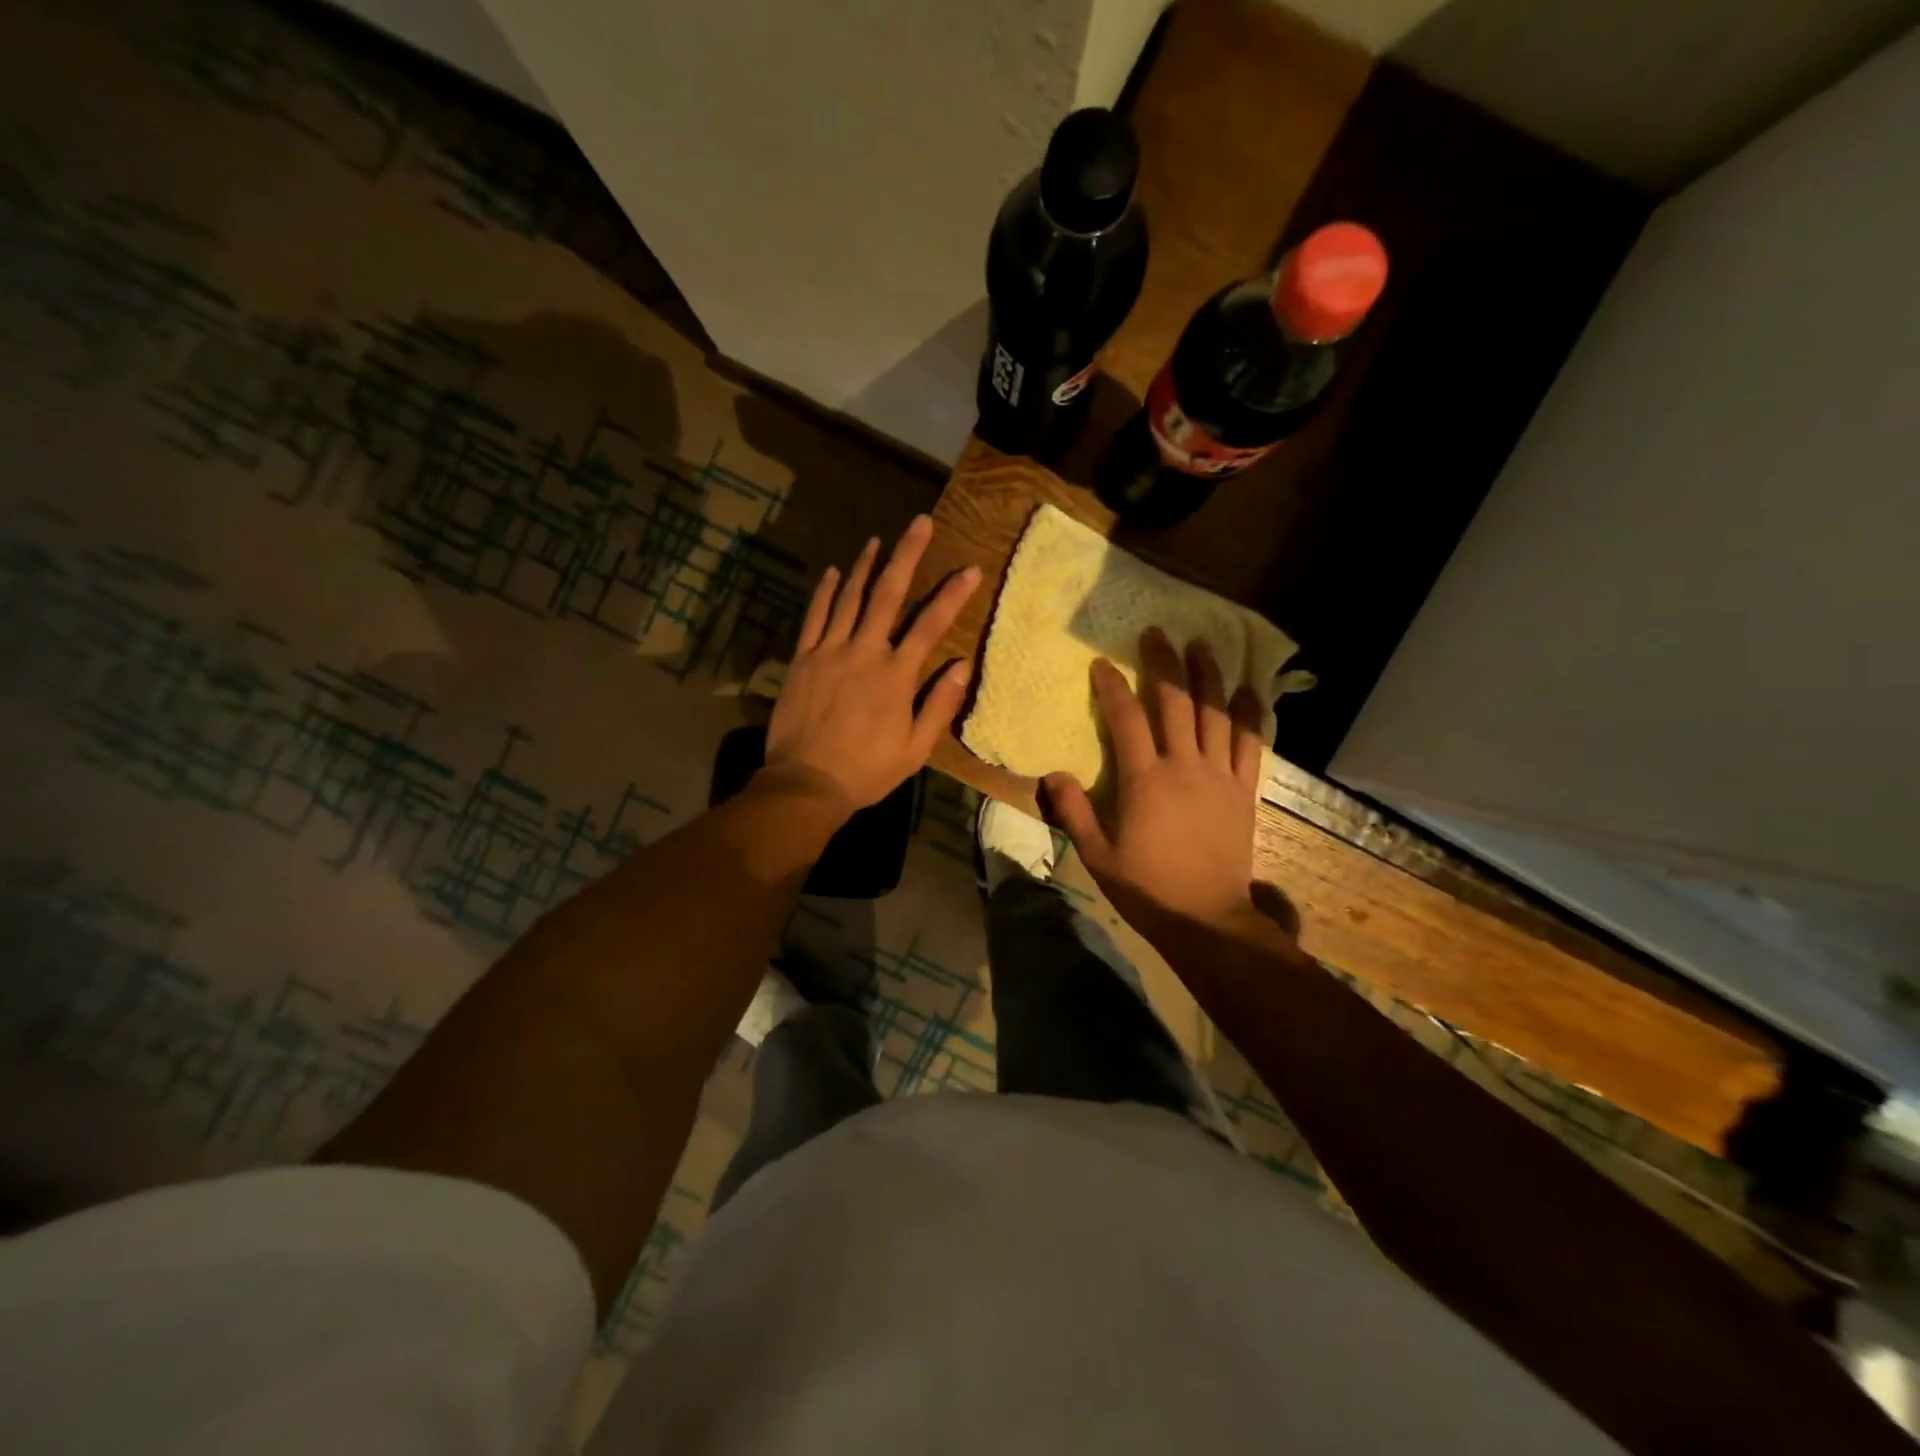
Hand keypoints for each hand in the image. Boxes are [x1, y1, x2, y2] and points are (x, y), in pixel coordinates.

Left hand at [761, 516, 980, 818]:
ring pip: (849, 598)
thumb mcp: (914, 749)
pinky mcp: (802, 659)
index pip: (931, 625)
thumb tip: (963, 666)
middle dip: (907, 555)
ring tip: (878, 540)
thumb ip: (938, 705)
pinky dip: (824, 592)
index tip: (970, 569)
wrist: (806, 782)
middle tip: (919, 523)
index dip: (952, 595)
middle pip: (889, 595)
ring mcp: (829, 651)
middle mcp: (864, 652)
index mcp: (896, 675)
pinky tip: (831, 572)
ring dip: (865, 566)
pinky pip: (814, 617)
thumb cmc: (866, 770)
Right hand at [1043, 628, 1277, 948]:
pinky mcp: (1243, 790)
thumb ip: (1074, 811)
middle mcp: (1184, 766)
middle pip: (1175, 703)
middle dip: (1164, 663)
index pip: (1127, 719)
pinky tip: (1248, 690)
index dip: (1112, 687)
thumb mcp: (1097, 855)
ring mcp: (1219, 776)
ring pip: (1216, 714)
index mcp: (1144, 780)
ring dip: (1208, 676)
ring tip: (1202, 645)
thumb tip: (1051, 773)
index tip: (1101, 664)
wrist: (1205, 918)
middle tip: (1157, 632)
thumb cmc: (1146, 888)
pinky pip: (1251, 744)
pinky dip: (1250, 715)